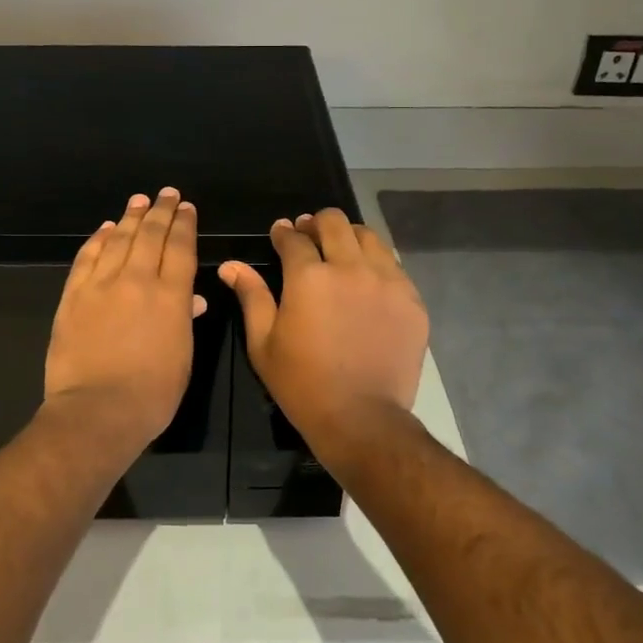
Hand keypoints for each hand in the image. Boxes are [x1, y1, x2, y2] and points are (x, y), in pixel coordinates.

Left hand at [44, 188, 205, 445]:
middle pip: (151, 235)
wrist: (97, 411)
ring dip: (131, 217)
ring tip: (139, 201)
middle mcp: (138, 280)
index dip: (184, 224)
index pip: (181, 248)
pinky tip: (106, 229)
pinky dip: (98, 240)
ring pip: (119, 239)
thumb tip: (193, 298)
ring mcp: (102, 285)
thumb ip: (185, 321)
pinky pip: (87, 258)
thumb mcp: (182, 358)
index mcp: (172, 296)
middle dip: (161, 210)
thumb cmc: (152, 394)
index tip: (186, 207)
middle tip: (167, 194)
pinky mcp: (74, 296)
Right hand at [219, 209, 428, 442]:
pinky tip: (367, 281)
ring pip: (369, 237)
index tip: (280, 233)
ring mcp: (387, 282)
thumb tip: (231, 265)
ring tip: (341, 251)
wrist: (362, 419)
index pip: (294, 238)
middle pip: (335, 223)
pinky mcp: (411, 300)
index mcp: (309, 277)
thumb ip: (251, 296)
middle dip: (316, 223)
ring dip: (349, 237)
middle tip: (309, 235)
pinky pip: (393, 266)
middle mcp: (350, 268)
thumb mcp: (263, 343)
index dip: (283, 232)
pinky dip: (376, 264)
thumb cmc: (302, 384)